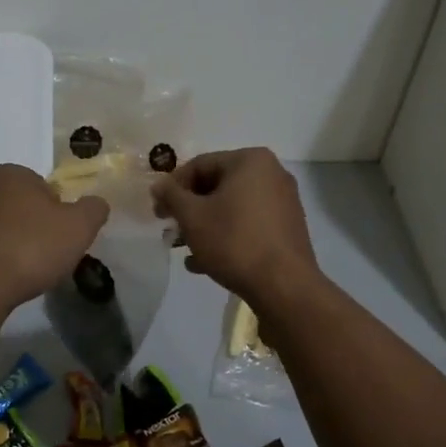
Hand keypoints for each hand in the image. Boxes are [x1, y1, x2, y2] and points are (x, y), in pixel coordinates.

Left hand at [0, 166, 108, 310]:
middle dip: (29, 226)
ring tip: (19, 274)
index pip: (43, 188)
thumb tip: (95, 203)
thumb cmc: (31, 248)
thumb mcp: (80, 227)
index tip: (60, 238)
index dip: (57, 213)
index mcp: (11, 174)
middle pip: (16, 206)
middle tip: (43, 256)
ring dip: (6, 244)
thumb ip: (93, 209)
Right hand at [151, 148, 322, 307]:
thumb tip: (159, 185)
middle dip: (190, 210)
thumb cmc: (234, 241)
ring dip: (205, 226)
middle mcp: (272, 174)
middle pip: (217, 186)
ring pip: (232, 208)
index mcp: (251, 160)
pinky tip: (205, 263)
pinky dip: (227, 236)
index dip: (173, 187)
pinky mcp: (287, 228)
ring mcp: (283, 202)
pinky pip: (249, 224)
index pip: (200, 165)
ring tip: (184, 250)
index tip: (158, 211)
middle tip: (170, 230)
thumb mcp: (193, 217)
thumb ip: (171, 196)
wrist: (284, 286)